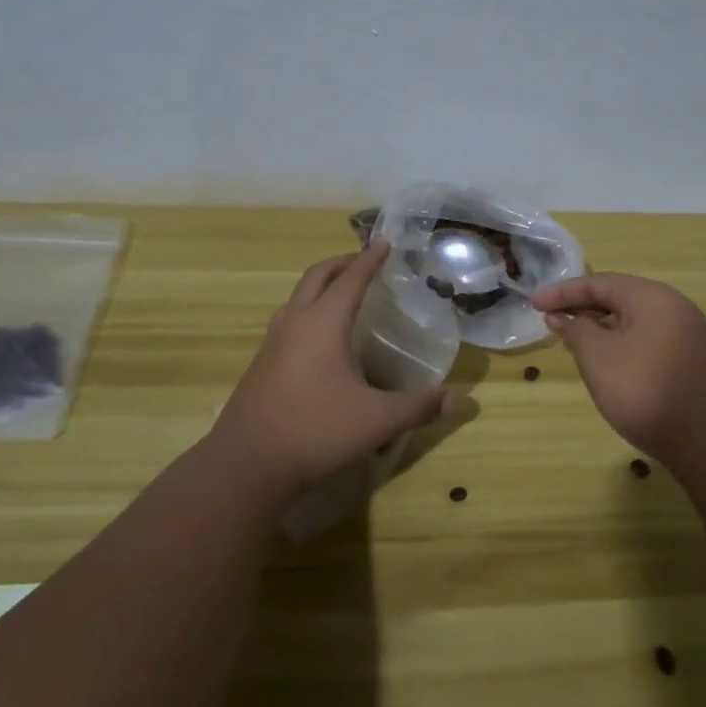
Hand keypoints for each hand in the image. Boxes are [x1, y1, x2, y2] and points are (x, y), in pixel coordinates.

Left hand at [210, 241, 453, 492]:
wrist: (247, 463)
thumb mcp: (377, 421)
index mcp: (324, 323)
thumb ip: (419, 406)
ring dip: (321, 286)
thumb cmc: (316, 430)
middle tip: (365, 261)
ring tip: (343, 294)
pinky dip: (308, 311)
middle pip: (317, 277)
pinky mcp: (262, 364)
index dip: (370, 259)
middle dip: (342, 263)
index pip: (352, 278)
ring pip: (298, 297)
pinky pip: (289, 320)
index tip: (385, 242)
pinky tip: (321, 338)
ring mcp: (273, 342)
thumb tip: (458, 398)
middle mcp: (296, 322)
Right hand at [532, 273, 705, 462]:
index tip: (533, 304)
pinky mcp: (695, 362)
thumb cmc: (646, 392)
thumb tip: (565, 317)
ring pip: (636, 321)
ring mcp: (690, 335)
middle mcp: (675, 307)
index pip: (599, 283)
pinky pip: (650, 340)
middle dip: (583, 307)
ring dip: (602, 327)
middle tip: (552, 321)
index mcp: (652, 297)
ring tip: (575, 342)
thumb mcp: (599, 359)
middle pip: (620, 297)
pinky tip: (611, 364)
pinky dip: (623, 344)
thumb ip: (577, 330)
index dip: (563, 292)